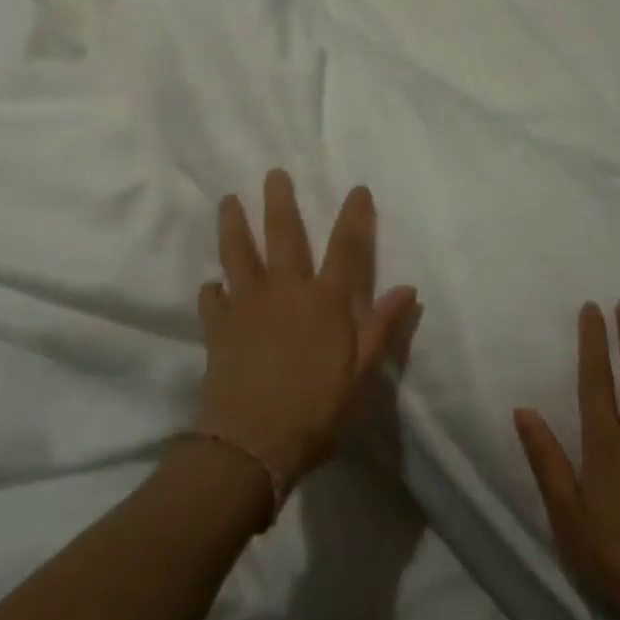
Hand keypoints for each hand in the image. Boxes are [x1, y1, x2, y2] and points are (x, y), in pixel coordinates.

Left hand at [196, 171, 418, 494]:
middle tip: (273, 173)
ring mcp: (247, 306)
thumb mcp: (362, 376)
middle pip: (283, 235)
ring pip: (238, 254)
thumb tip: (408, 288)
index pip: (346, 248)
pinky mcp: (218, 328)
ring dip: (234, 224)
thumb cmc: (316, 412)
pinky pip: (212, 300)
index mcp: (325, 301)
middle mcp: (285, 291)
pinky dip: (212, 290)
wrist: (252, 446)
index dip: (355, 216)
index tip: (358, 189)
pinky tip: (211, 285)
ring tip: (228, 200)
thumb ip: (383, 329)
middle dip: (280, 201)